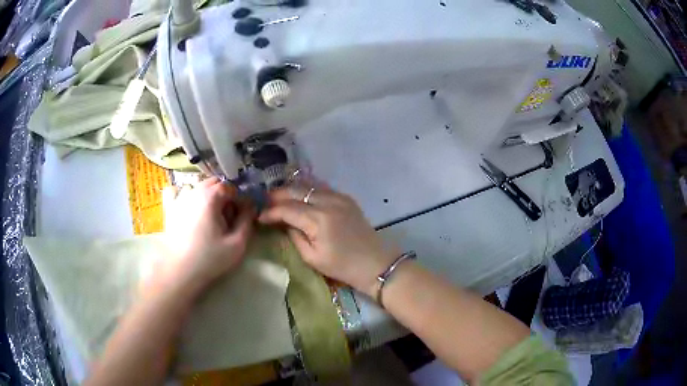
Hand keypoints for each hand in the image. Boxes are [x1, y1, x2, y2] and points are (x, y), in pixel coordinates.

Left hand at [162, 177, 254, 291]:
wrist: (179, 271)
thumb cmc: (209, 258)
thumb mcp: (237, 244)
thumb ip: (247, 221)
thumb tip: (251, 206)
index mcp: (211, 196)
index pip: (231, 187)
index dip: (240, 199)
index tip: (243, 214)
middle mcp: (194, 191)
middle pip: (215, 183)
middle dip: (224, 195)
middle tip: (228, 217)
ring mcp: (179, 197)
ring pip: (199, 186)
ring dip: (208, 195)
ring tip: (210, 216)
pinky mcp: (170, 207)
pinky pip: (178, 191)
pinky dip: (187, 195)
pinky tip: (190, 208)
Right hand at [258, 184, 396, 296]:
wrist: (375, 263)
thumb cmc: (342, 266)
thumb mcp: (312, 258)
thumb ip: (294, 236)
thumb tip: (283, 223)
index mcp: (318, 219)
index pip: (287, 209)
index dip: (271, 212)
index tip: (259, 217)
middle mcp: (328, 202)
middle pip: (296, 191)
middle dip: (277, 195)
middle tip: (264, 202)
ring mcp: (339, 197)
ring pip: (308, 186)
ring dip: (291, 190)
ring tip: (278, 197)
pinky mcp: (346, 198)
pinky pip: (322, 188)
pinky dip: (307, 189)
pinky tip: (299, 195)